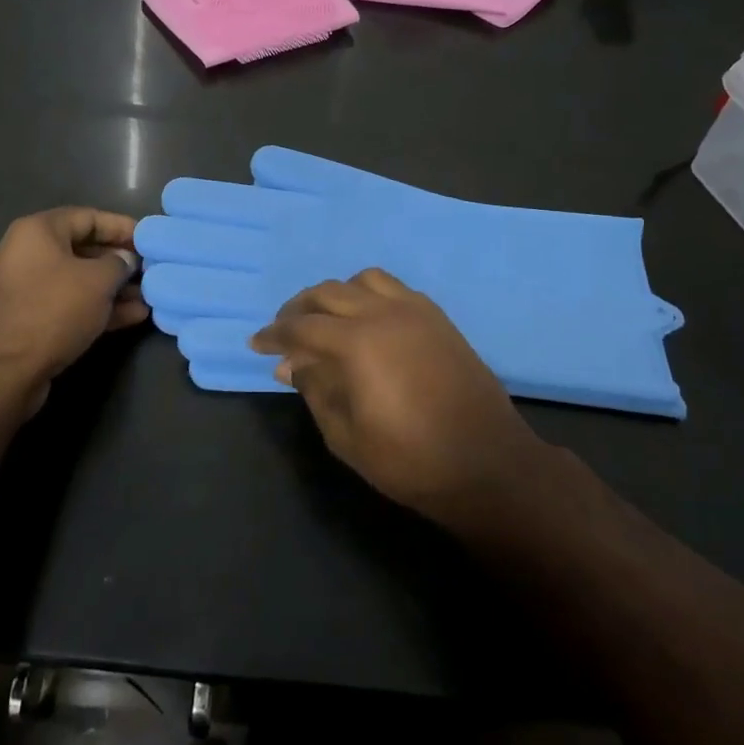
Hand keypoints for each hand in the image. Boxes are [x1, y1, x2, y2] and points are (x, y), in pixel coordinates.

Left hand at [0, 208, 148, 395]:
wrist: (3, 372)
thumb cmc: (53, 310)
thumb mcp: (98, 281)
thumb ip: (119, 263)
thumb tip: (125, 261)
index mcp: (37, 232)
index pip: (87, 217)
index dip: (121, 227)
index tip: (149, 240)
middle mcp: (26, 254)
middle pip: (82, 249)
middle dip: (119, 262)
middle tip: (150, 271)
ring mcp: (24, 290)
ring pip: (77, 281)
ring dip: (112, 289)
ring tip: (146, 298)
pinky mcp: (26, 321)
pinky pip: (67, 305)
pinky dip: (96, 308)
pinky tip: (131, 317)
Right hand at [250, 269, 547, 522]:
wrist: (487, 464)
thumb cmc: (411, 460)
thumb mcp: (346, 436)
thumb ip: (314, 391)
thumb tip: (291, 365)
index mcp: (357, 343)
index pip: (301, 326)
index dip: (274, 334)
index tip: (257, 344)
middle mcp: (383, 314)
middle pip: (328, 293)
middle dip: (298, 308)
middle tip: (284, 330)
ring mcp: (415, 311)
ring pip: (362, 280)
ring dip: (335, 294)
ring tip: (325, 319)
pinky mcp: (437, 318)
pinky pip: (394, 288)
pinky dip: (369, 295)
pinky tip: (366, 320)